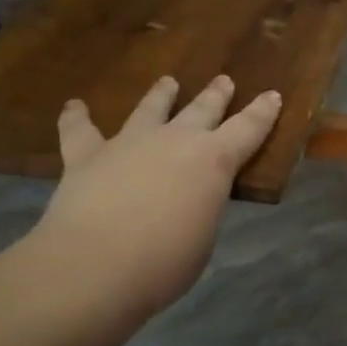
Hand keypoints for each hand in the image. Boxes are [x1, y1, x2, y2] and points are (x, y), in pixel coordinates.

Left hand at [29, 75, 280, 321]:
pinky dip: (77, 117)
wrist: (95, 265)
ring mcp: (129, 143)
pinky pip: (81, 130)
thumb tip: (187, 202)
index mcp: (214, 161)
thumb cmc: (166, 261)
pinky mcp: (87, 156)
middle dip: (216, 96)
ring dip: (161, 95)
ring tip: (167, 82)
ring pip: (149, 109)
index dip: (262, 112)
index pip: (248, 129)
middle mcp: (175, 141)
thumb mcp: (203, 235)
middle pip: (202, 110)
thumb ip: (200, 208)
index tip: (272, 94)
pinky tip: (74, 106)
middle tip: (224, 80)